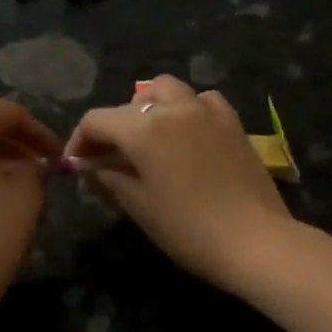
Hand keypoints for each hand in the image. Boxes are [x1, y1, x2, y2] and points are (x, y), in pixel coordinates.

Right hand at [64, 76, 294, 289]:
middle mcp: (174, 108)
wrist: (254, 240)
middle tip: (108, 158)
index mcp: (144, 128)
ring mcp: (208, 111)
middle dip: (113, 127)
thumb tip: (88, 167)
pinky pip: (202, 101)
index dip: (79, 141)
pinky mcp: (233, 122)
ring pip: (167, 90)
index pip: (97, 120)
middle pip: (130, 103)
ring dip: (149, 107)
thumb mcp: (140, 207)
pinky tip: (187, 134)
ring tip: (147, 137)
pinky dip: (187, 109)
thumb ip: (109, 179)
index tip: (76, 166)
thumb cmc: (189, 230)